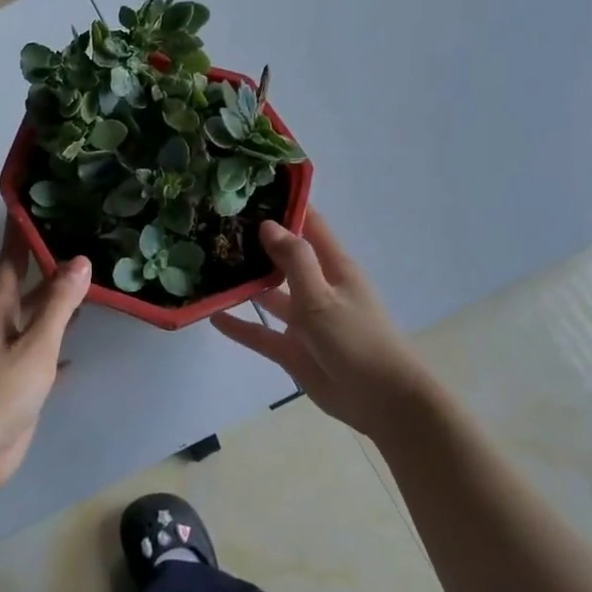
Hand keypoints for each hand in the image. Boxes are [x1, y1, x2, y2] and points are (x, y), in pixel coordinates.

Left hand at [0, 221, 90, 497]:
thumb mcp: (35, 345)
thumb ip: (57, 305)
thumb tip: (80, 260)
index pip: (10, 260)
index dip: (20, 233)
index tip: (32, 204)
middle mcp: (0, 327)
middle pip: (25, 288)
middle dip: (47, 266)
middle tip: (79, 241)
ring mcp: (7, 356)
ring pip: (35, 320)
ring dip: (56, 304)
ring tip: (88, 285)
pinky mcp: (17, 384)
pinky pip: (42, 355)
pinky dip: (58, 348)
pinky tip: (77, 351)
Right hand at [211, 209, 433, 441]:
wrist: (383, 402)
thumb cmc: (357, 340)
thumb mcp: (322, 296)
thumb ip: (294, 260)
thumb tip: (268, 223)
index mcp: (334, 267)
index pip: (309, 224)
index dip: (286, 205)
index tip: (252, 189)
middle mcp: (318, 287)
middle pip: (284, 257)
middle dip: (256, 243)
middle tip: (216, 225)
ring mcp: (305, 320)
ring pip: (270, 295)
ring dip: (245, 283)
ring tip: (208, 266)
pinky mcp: (294, 350)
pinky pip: (261, 333)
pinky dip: (240, 325)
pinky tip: (213, 315)